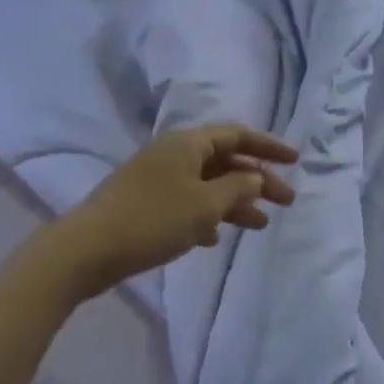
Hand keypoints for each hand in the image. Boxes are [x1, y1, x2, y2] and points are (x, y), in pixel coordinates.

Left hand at [49, 124, 297, 299]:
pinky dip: (207, 215)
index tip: (296, 160)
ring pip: (207, 183)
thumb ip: (237, 188)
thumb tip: (255, 175)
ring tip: (259, 225)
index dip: (269, 146)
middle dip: (257, 179)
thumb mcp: (204, 205)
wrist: (87, 249)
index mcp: (188, 143)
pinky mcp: (145, 203)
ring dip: (235, 201)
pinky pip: (187, 202)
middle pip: (225, 160)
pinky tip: (215, 238)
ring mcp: (157, 178)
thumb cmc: (153, 220)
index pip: (238, 135)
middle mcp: (173, 154)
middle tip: (286, 202)